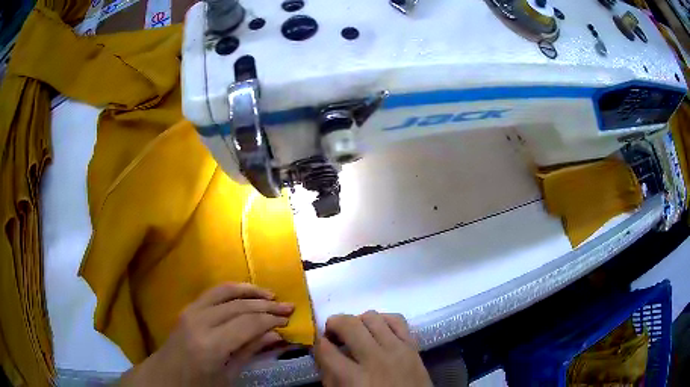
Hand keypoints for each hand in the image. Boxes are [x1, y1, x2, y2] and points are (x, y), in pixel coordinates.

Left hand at [120, 283, 293, 385]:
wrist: (166, 376)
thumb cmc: (199, 383)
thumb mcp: (228, 375)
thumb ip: (250, 351)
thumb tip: (276, 335)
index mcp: (210, 345)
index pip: (247, 323)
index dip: (270, 319)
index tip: (289, 319)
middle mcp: (200, 322)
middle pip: (239, 306)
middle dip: (266, 305)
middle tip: (288, 306)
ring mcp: (191, 311)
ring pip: (225, 291)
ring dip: (250, 291)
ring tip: (271, 294)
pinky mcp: (188, 308)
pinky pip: (213, 292)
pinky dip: (233, 289)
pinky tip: (246, 293)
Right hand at [314, 311, 431, 386]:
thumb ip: (329, 375)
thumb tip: (322, 351)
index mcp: (353, 379)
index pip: (325, 349)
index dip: (316, 342)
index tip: (317, 342)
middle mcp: (375, 359)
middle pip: (349, 325)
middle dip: (334, 324)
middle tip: (333, 334)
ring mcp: (397, 350)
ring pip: (372, 317)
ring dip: (358, 321)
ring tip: (356, 333)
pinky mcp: (413, 346)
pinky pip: (397, 320)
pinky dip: (384, 320)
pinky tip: (378, 330)